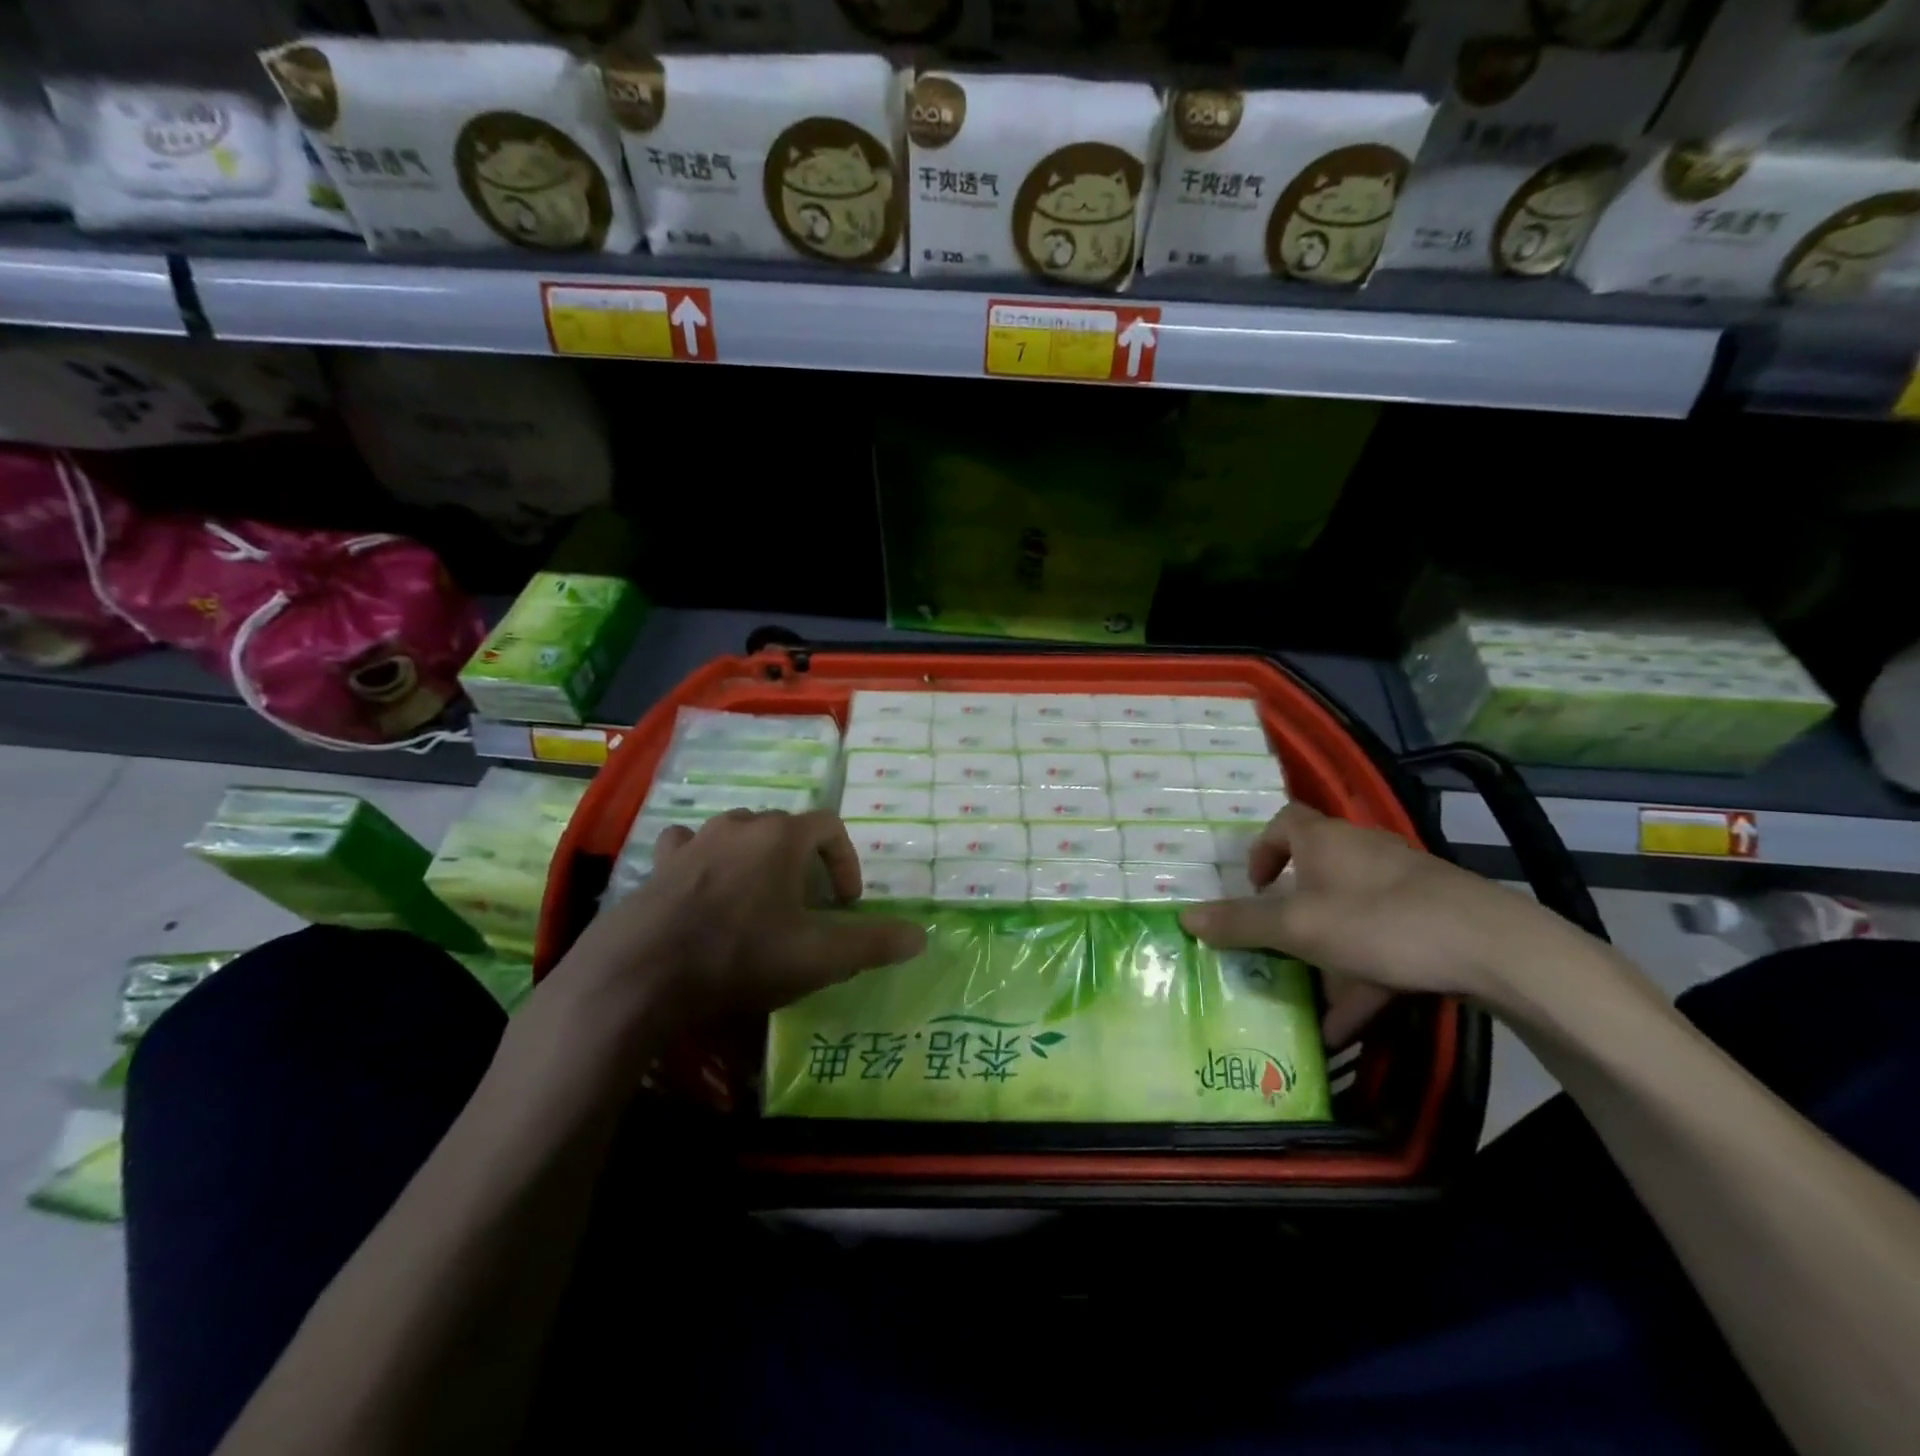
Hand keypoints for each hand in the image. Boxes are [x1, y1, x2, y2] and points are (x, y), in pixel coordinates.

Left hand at [554, 808, 926, 1033]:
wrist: (640, 975)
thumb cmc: (739, 956)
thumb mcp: (818, 957)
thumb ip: (873, 944)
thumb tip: (921, 936)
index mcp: (781, 836)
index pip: (829, 826)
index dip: (845, 861)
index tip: (845, 903)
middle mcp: (739, 824)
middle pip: (784, 827)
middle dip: (803, 862)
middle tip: (805, 906)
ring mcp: (695, 840)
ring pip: (738, 833)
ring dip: (756, 858)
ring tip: (757, 899)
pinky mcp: (659, 863)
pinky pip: (689, 847)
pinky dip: (704, 860)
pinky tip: (702, 889)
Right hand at [1181, 802, 1573, 1044]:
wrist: (1494, 947)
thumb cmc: (1379, 922)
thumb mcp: (1298, 928)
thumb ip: (1241, 924)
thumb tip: (1185, 916)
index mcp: (1325, 841)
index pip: (1283, 822)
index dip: (1261, 850)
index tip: (1254, 887)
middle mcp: (1361, 852)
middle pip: (1315, 874)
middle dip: (1292, 915)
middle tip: (1276, 947)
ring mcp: (1401, 885)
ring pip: (1348, 916)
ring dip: (1325, 957)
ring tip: (1311, 1003)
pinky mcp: (1432, 916)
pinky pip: (1382, 942)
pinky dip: (1362, 976)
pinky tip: (1351, 1024)